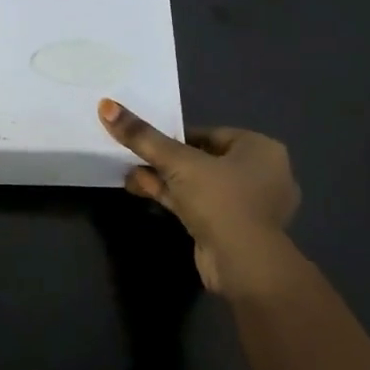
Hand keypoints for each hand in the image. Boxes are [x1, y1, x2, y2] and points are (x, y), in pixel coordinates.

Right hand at [98, 99, 301, 299]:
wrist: (244, 264)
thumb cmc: (220, 200)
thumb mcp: (177, 162)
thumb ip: (143, 137)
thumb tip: (106, 105)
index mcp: (261, 149)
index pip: (210, 133)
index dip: (175, 136)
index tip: (147, 140)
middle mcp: (263, 174)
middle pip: (203, 159)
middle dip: (166, 160)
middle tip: (134, 157)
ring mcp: (250, 205)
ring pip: (200, 184)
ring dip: (165, 180)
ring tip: (130, 175)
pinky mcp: (235, 230)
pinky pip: (201, 205)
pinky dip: (175, 198)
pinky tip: (142, 191)